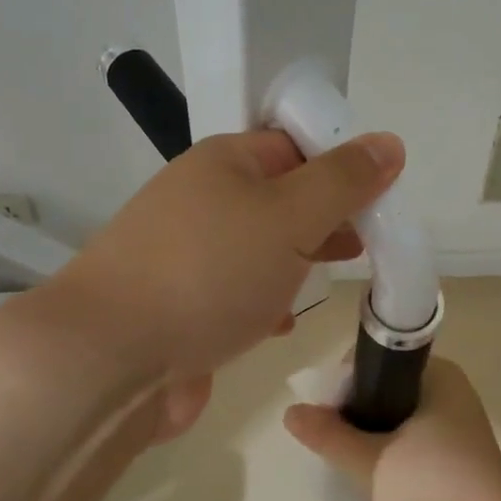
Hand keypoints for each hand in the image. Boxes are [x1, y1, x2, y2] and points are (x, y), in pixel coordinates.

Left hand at [54, 127, 403, 392]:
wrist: (112, 358)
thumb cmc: (210, 273)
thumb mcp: (291, 216)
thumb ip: (343, 181)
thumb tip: (389, 142)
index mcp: (223, 163)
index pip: (294, 146)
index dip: (339, 166)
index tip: (378, 200)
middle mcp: (200, 201)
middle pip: (278, 199)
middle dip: (322, 220)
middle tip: (362, 245)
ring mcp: (185, 256)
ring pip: (257, 250)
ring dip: (294, 263)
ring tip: (327, 281)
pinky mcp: (179, 306)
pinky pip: (233, 293)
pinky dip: (261, 303)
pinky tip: (278, 324)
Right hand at [284, 358, 500, 500]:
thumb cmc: (435, 492)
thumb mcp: (372, 462)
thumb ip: (329, 436)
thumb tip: (290, 412)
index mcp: (438, 377)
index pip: (377, 360)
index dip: (344, 380)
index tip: (323, 412)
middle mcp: (447, 395)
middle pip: (382, 390)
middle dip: (350, 413)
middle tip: (327, 442)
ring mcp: (450, 431)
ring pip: (391, 421)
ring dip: (364, 438)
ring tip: (340, 462)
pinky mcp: (448, 462)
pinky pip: (404, 447)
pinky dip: (382, 457)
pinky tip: (363, 479)